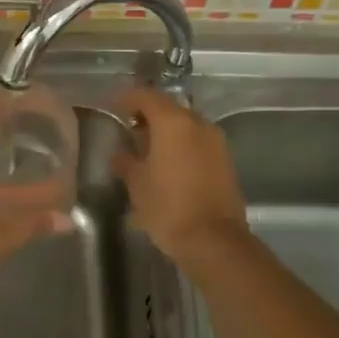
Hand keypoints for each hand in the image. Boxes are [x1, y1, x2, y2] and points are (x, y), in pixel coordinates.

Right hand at [111, 88, 250, 258]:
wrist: (214, 241)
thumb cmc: (168, 207)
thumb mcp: (137, 184)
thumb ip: (126, 161)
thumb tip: (121, 153)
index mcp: (173, 122)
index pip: (146, 96)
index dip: (127, 98)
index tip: (113, 106)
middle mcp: (198, 123)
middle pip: (168, 108)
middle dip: (147, 115)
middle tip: (128, 129)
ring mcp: (216, 141)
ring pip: (185, 124)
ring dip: (166, 130)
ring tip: (147, 149)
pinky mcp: (225, 159)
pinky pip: (198, 141)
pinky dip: (181, 144)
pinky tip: (168, 163)